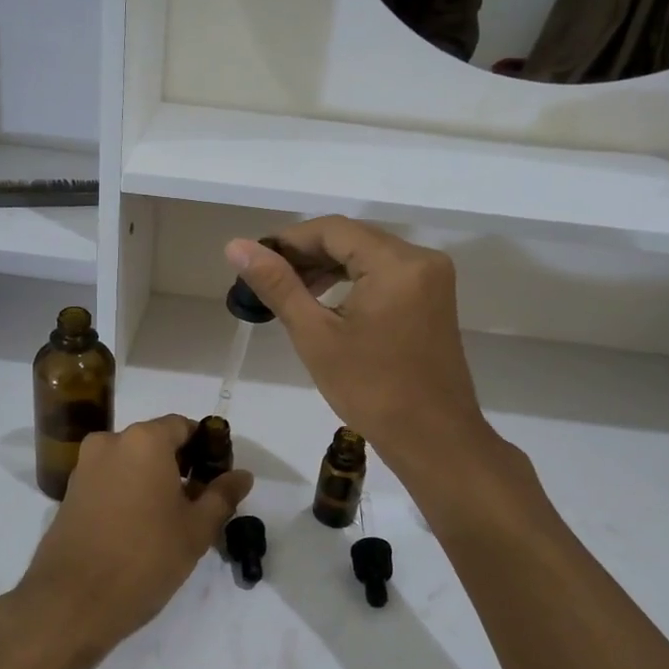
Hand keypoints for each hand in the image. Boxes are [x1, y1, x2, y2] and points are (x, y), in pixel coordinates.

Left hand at [14, 414, 252, 657]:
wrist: (71, 602)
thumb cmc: (144, 558)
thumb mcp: (196, 529)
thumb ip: (222, 496)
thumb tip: (242, 475)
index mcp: (144, 440)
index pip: (184, 427)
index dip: (206, 448)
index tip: (218, 478)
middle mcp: (110, 442)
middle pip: (156, 443)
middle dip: (180, 466)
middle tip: (200, 503)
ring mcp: (85, 467)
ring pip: (131, 463)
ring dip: (154, 481)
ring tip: (171, 521)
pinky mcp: (70, 493)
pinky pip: (110, 481)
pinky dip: (129, 493)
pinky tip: (140, 529)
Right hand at [226, 218, 489, 470]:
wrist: (433, 439)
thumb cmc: (371, 389)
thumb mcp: (316, 335)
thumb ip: (278, 285)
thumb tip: (236, 246)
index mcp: (397, 263)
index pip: (332, 230)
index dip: (288, 240)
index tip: (254, 261)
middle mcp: (421, 258)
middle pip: (352, 238)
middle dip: (306, 254)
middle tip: (265, 279)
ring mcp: (431, 278)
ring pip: (368, 255)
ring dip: (327, 267)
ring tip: (289, 292)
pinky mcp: (432, 297)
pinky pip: (385, 273)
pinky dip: (352, 280)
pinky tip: (324, 301)